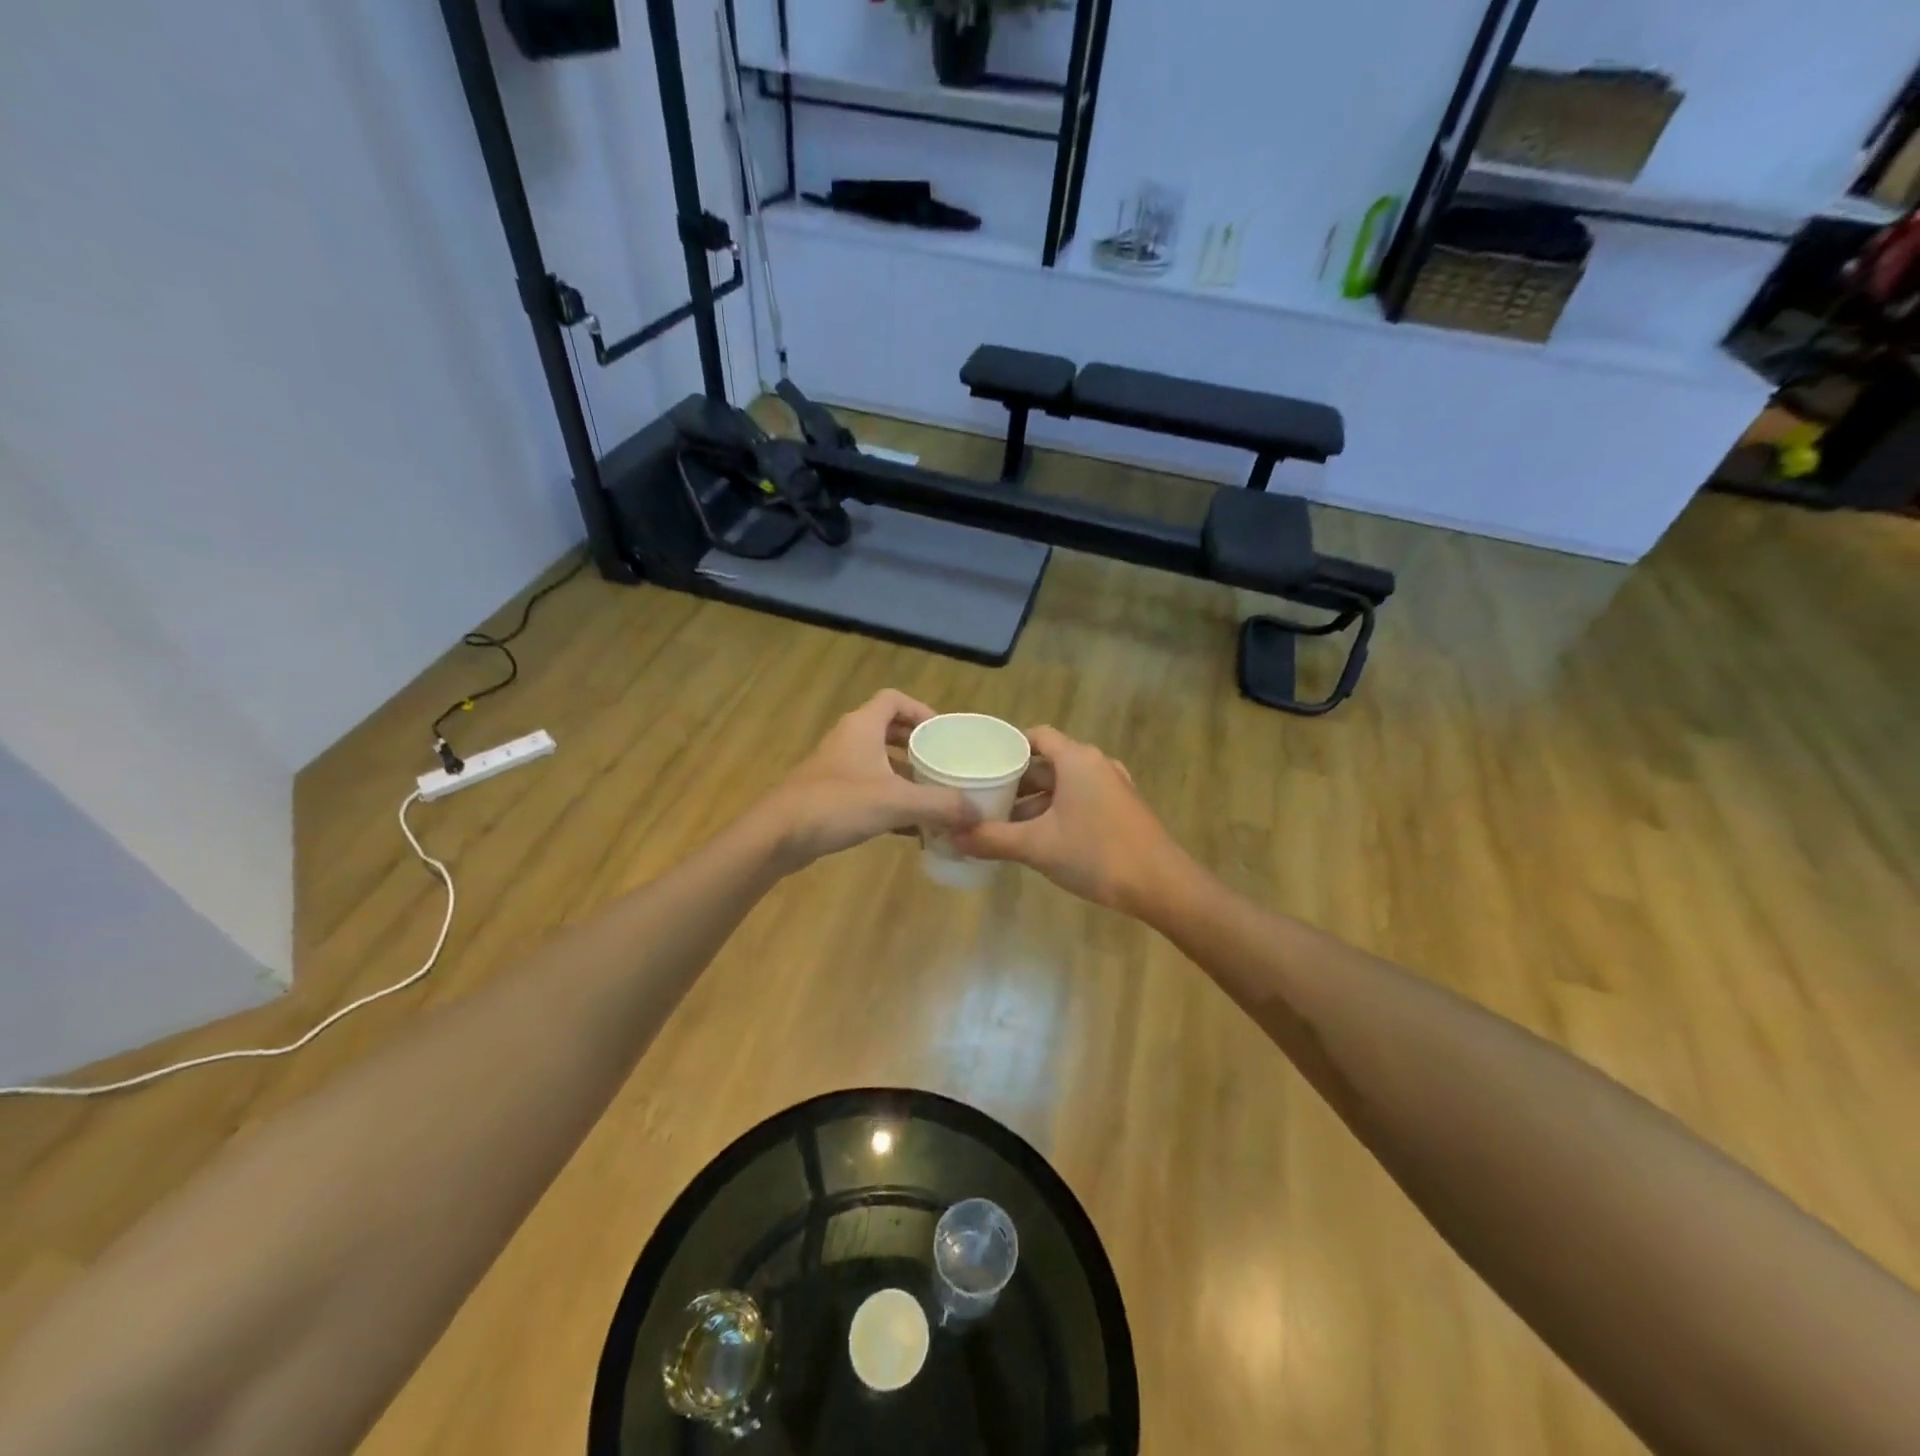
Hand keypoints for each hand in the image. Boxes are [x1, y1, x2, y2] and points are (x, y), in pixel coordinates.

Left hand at [760, 690, 979, 868]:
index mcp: (862, 726)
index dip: (921, 710)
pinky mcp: (829, 795)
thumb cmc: (837, 804)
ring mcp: (836, 768)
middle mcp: (849, 740)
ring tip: (934, 795)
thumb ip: (940, 805)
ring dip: (905, 775)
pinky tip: (911, 827)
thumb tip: (979, 815)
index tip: (943, 733)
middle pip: (888, 730)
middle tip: (944, 764)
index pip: (894, 699)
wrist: (778, 835)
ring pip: (878, 762)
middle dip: (918, 746)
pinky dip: (890, 800)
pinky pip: (868, 789)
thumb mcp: (896, 802)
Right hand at [952, 726, 1187, 913]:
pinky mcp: (1122, 809)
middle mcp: (1096, 764)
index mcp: (1076, 759)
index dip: (1007, 747)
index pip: (1036, 736)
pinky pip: (1081, 800)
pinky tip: (1041, 838)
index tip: (981, 764)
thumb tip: (952, 836)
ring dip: (1036, 801)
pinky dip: (1058, 811)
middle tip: (984, 799)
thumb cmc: (1096, 854)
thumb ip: (992, 839)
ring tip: (1005, 824)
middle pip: (1047, 763)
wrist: (1161, 885)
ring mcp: (1113, 786)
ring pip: (1064, 784)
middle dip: (1016, 781)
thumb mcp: (1037, 847)